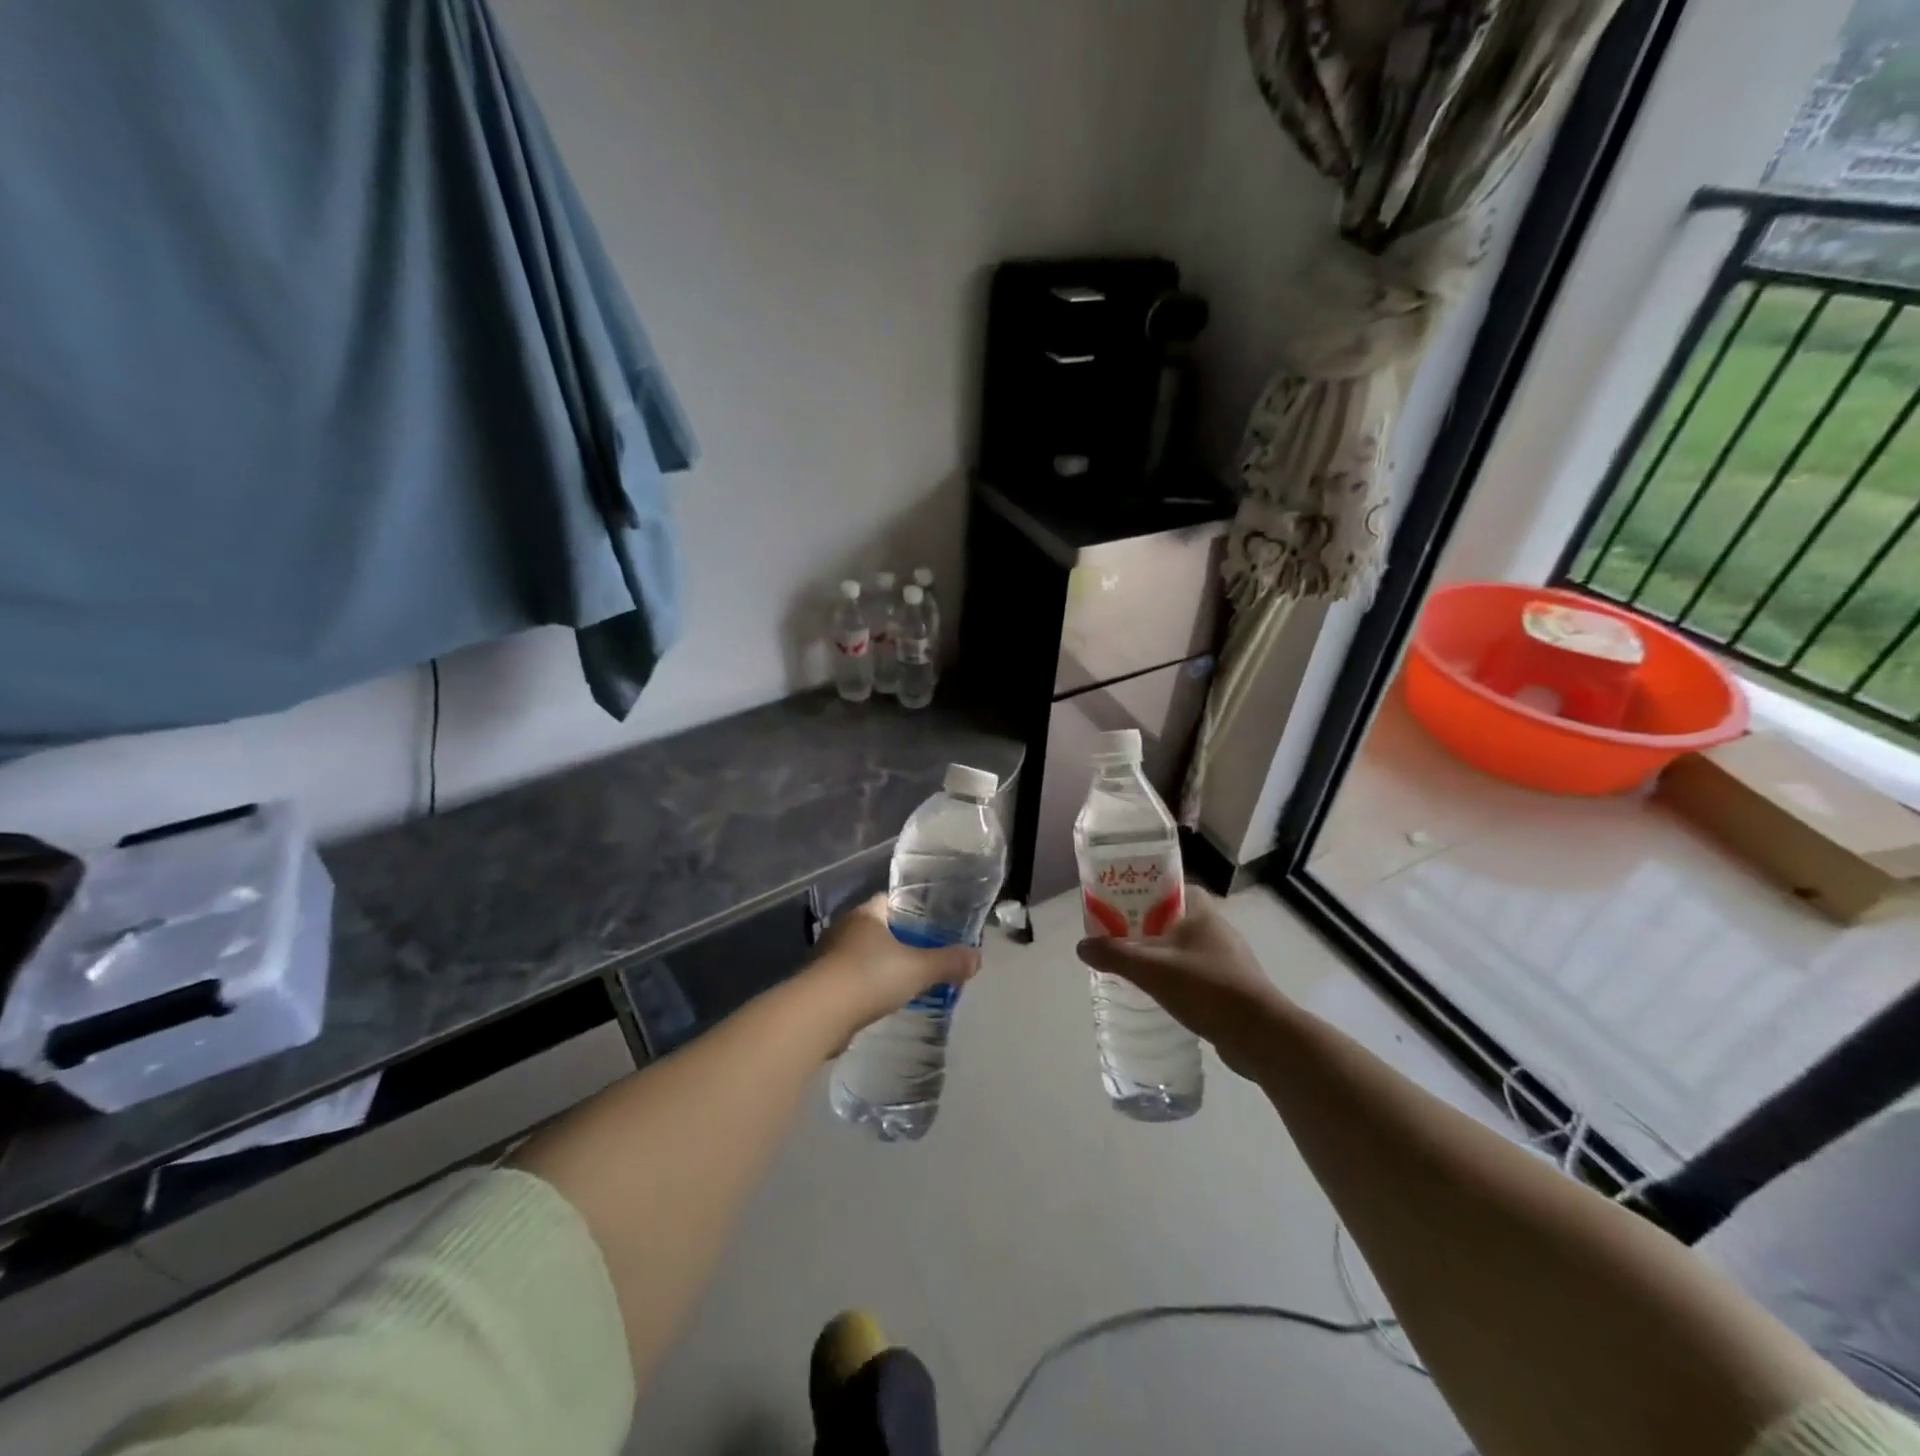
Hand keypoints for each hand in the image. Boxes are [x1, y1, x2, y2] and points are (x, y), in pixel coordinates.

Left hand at [803, 894, 979, 1040]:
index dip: (915, 910)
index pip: (893, 900)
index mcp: (867, 912)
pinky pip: (850, 976)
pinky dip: (866, 984)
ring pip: (863, 952)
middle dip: (899, 939)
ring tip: (905, 979)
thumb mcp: (918, 969)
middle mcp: (845, 927)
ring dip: (880, 963)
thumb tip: (977, 957)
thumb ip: (948, 962)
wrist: (818, 1013)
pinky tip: (880, 1000)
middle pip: (878, 927)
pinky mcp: (820, 982)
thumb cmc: (870, 977)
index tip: (934, 924)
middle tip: (925, 954)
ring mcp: (829, 954)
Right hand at [1075, 886, 1285, 1075]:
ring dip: (1161, 955)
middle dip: (1146, 926)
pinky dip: (1178, 979)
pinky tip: (1162, 994)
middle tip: (1118, 938)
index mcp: (1201, 911)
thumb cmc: (1206, 987)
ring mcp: (1228, 958)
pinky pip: (1196, 973)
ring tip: (1134, 967)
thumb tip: (1081, 946)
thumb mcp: (1151, 969)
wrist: (1261, 1035)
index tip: (1119, 904)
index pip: (1169, 887)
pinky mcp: (1233, 986)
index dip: (1143, 891)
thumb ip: (1114, 955)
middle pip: (1173, 918)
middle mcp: (1217, 928)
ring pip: (1184, 948)